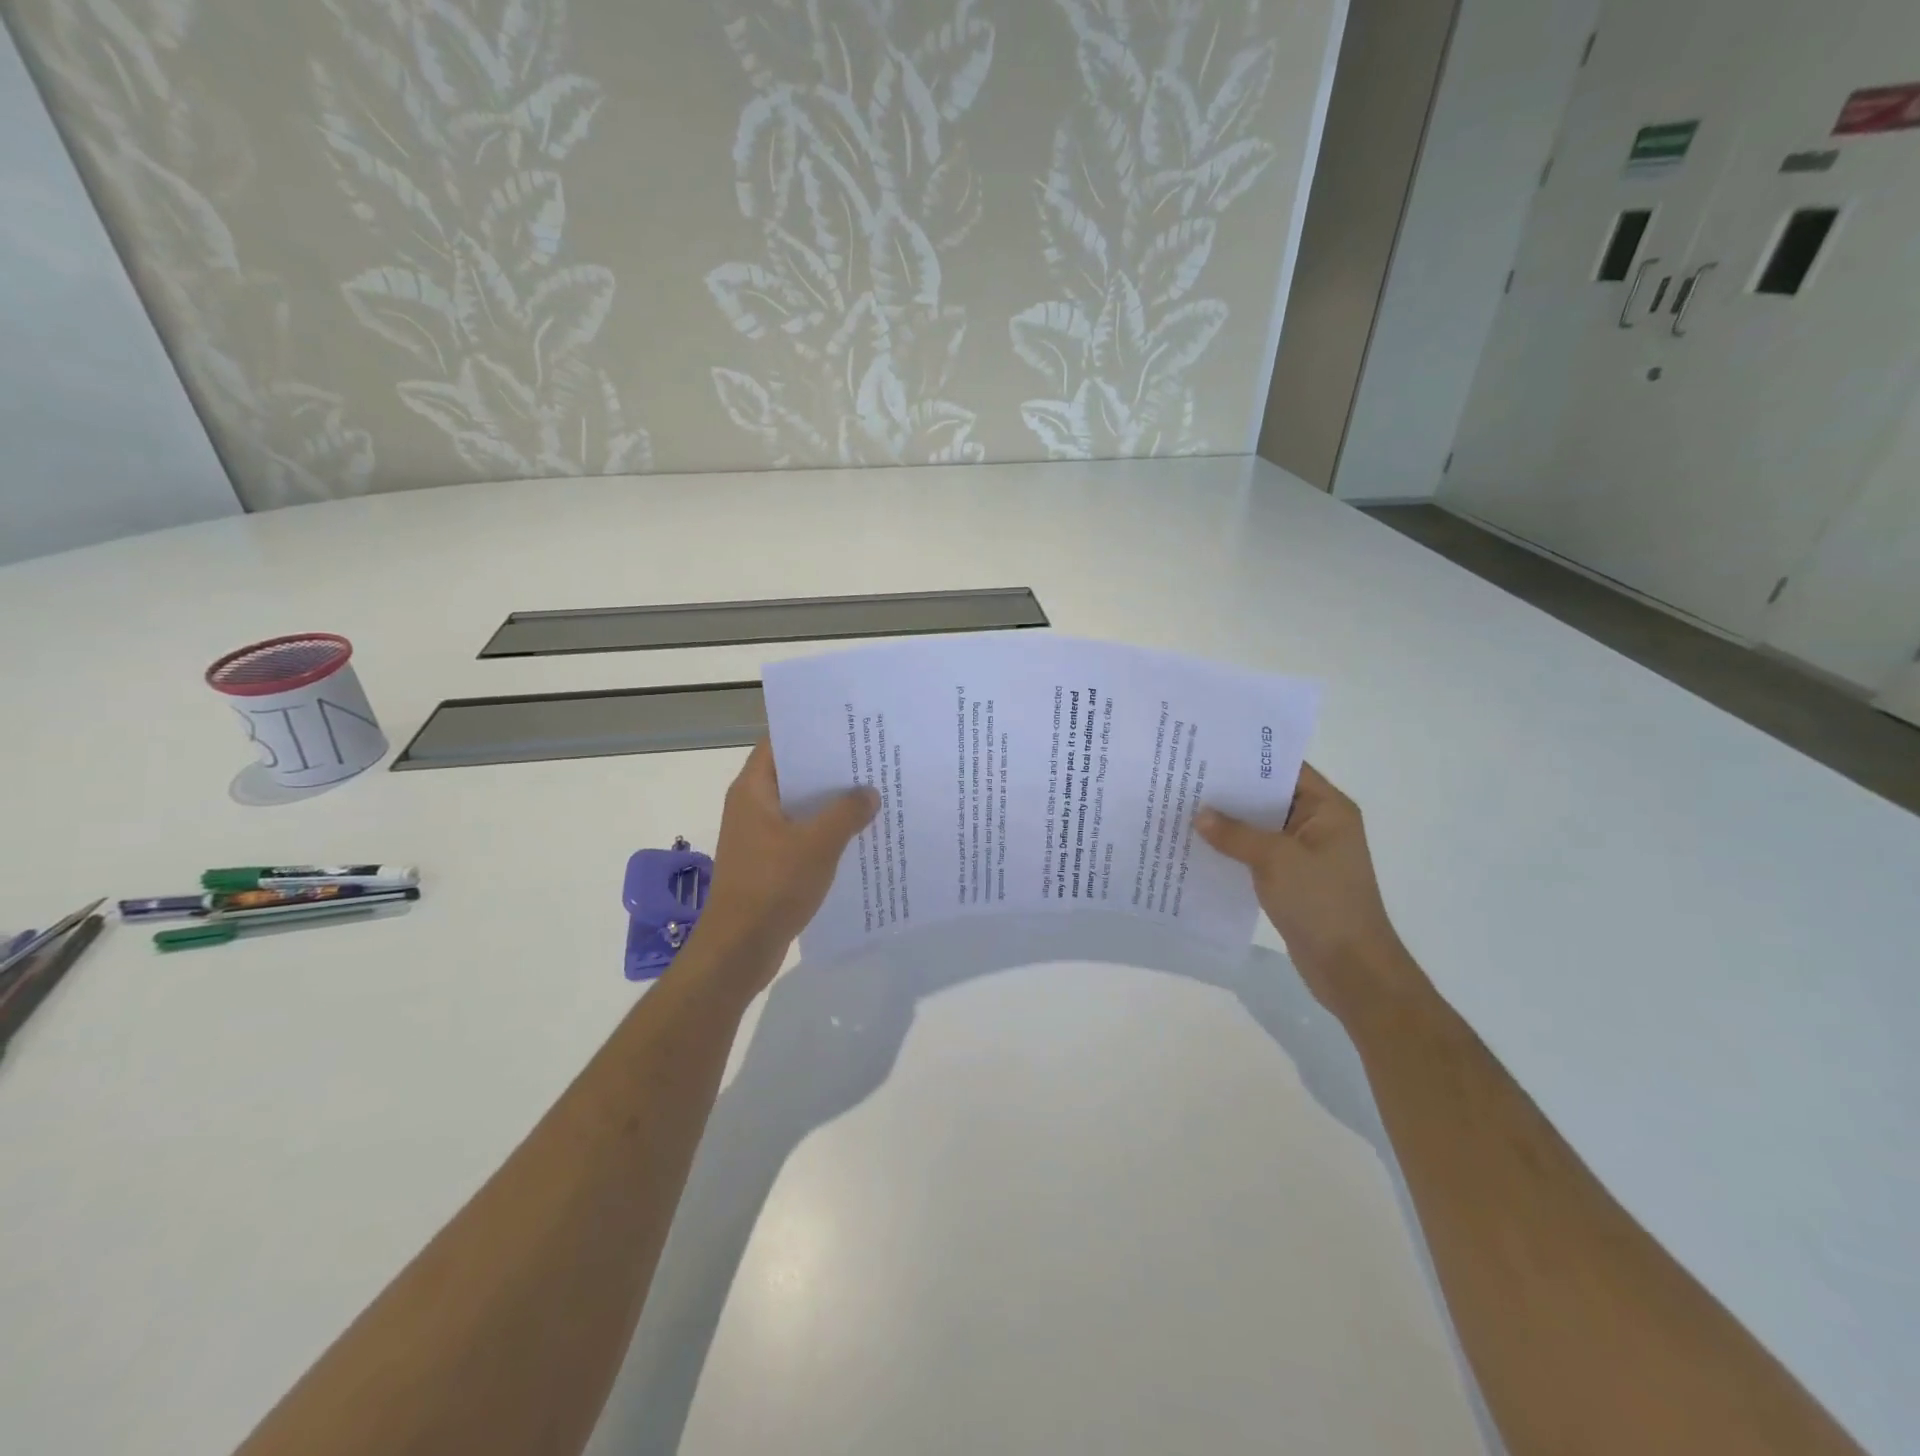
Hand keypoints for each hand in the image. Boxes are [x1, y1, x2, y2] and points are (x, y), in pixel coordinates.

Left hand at [692, 740, 878, 986]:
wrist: (739, 948)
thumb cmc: (773, 886)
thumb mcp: (818, 844)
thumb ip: (846, 813)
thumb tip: (869, 793)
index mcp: (753, 791)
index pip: (779, 743)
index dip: (810, 732)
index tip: (847, 727)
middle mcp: (751, 806)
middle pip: (793, 775)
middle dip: (829, 769)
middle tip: (870, 759)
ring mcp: (758, 836)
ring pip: (799, 808)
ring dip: (830, 804)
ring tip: (872, 794)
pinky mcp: (768, 862)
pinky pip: (800, 835)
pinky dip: (824, 832)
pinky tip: (857, 836)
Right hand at [1195, 764, 1420, 1020]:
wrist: (1351, 968)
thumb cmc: (1322, 903)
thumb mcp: (1275, 860)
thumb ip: (1235, 834)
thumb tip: (1199, 814)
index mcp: (1327, 809)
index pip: (1285, 769)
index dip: (1248, 758)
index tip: (1207, 751)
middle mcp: (1319, 824)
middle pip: (1269, 797)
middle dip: (1230, 792)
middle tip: (1185, 779)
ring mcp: (1306, 853)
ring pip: (1260, 828)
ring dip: (1228, 823)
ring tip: (1184, 810)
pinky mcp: (1293, 879)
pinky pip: (1258, 854)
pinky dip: (1234, 850)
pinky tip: (1199, 847)